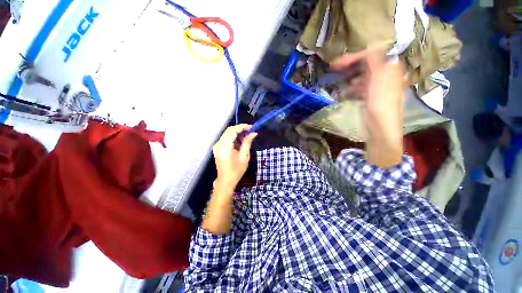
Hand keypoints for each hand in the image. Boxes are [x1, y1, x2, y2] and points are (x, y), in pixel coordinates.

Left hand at [212, 124, 257, 190]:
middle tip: (250, 130)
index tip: (251, 127)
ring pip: (227, 133)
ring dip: (237, 132)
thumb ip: (247, 142)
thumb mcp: (244, 157)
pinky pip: (226, 137)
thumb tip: (253, 133)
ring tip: (247, 135)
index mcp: (225, 148)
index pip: (232, 131)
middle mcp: (218, 145)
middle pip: (229, 130)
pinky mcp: (217, 147)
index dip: (242, 127)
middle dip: (240, 128)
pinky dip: (234, 136)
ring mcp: (216, 146)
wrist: (226, 181)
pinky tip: (240, 140)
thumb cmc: (236, 171)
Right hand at [331, 49, 403, 167]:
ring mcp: (377, 87)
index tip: (337, 64)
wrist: (381, 129)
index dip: (354, 56)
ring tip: (340, 84)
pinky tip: (345, 93)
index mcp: (389, 69)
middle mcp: (384, 75)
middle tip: (335, 69)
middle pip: (366, 65)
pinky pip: (360, 88)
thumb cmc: (380, 105)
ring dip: (349, 78)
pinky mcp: (371, 97)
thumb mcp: (378, 80)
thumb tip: (370, 46)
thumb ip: (375, 61)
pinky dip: (352, 89)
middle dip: (350, 66)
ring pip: (361, 77)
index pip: (371, 54)